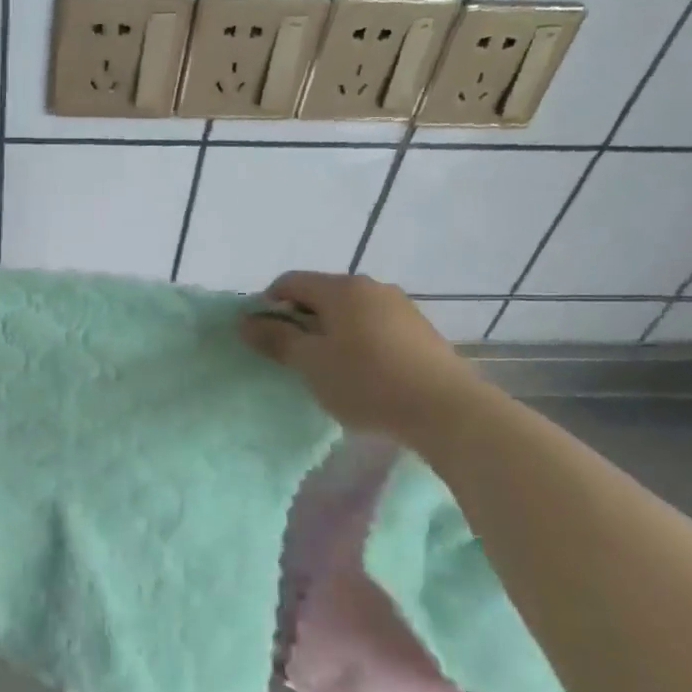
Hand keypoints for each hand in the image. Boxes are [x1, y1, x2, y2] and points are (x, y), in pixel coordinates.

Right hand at [239, 271, 488, 442]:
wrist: (446, 409)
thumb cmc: (366, 381)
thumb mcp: (311, 363)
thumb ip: (276, 339)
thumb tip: (246, 321)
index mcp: (341, 288)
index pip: (289, 282)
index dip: (267, 305)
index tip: (263, 338)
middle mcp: (372, 287)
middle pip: (320, 294)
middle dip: (299, 320)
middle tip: (292, 356)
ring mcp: (400, 306)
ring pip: (349, 312)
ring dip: (329, 332)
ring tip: (327, 368)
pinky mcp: (420, 330)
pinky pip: (374, 326)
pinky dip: (357, 342)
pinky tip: (362, 373)